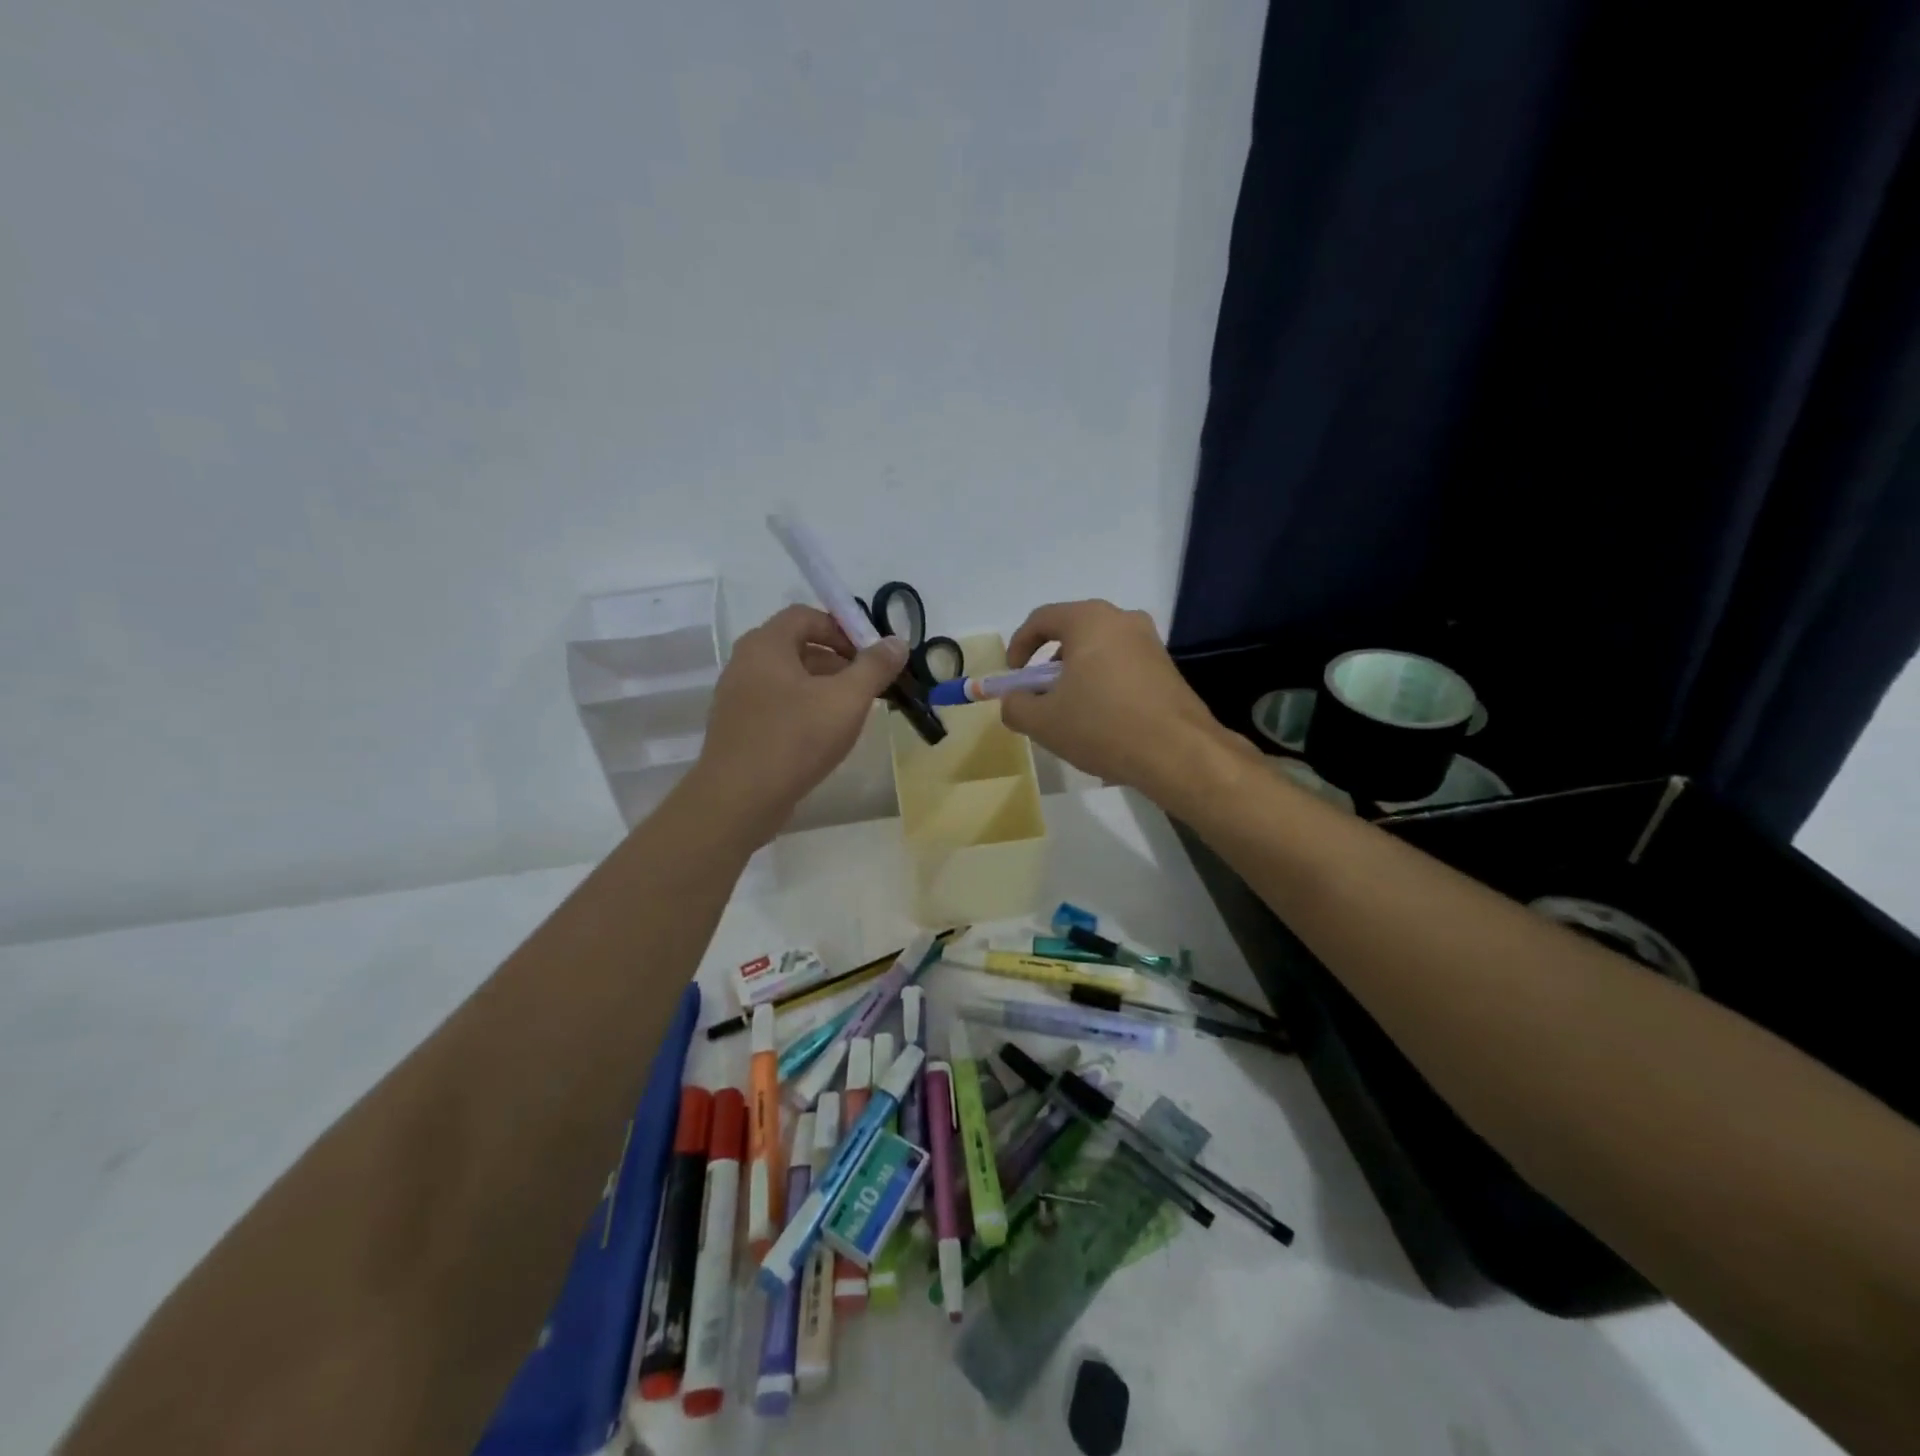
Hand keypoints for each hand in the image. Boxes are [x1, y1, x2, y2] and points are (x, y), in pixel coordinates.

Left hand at [690, 605, 907, 841]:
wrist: (739, 800)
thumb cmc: (795, 739)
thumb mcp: (846, 700)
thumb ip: (874, 667)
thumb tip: (897, 642)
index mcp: (766, 645)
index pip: (806, 616)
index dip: (842, 628)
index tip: (870, 655)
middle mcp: (745, 663)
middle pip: (797, 646)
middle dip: (838, 661)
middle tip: (867, 686)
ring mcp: (737, 697)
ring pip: (788, 679)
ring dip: (823, 687)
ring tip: (851, 714)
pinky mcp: (738, 728)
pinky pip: (776, 705)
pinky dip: (803, 710)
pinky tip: (823, 737)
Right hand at [999, 600, 1251, 803]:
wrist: (1178, 753)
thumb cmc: (1102, 726)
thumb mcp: (1043, 721)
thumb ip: (1015, 706)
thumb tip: (1013, 701)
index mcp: (1089, 620)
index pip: (1042, 619)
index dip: (1019, 646)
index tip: (1013, 678)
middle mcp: (1122, 620)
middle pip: (1072, 633)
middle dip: (1048, 665)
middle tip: (1039, 696)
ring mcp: (1150, 643)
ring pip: (1099, 652)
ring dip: (1077, 677)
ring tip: (1070, 714)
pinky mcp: (1167, 669)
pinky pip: (1122, 668)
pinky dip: (1103, 686)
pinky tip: (1102, 722)